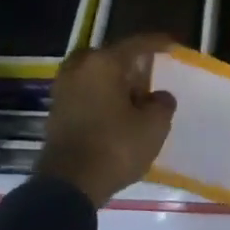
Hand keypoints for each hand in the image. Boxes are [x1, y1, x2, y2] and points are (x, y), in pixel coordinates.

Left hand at [38, 34, 177, 207]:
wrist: (68, 186)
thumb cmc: (115, 148)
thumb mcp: (154, 126)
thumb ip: (162, 104)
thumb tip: (158, 96)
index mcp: (103, 63)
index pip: (136, 45)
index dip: (158, 43)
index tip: (174, 45)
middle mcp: (79, 69)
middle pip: (110, 56)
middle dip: (129, 62)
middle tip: (147, 73)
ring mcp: (62, 90)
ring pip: (93, 74)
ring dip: (113, 81)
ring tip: (133, 96)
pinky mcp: (56, 112)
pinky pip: (84, 93)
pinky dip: (100, 96)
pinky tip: (116, 112)